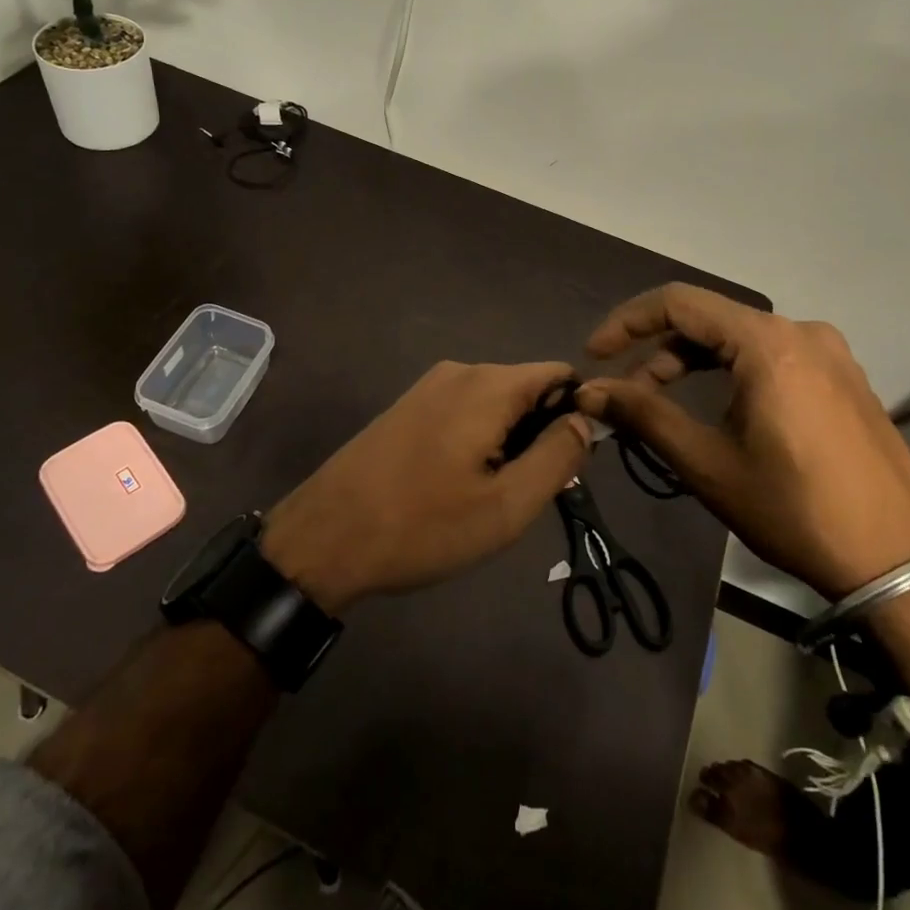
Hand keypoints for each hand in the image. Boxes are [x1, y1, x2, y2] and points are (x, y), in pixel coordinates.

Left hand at [261, 361, 590, 613]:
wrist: (324, 538)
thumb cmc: (422, 525)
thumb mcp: (506, 506)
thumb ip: (557, 457)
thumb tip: (585, 420)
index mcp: (489, 385)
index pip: (560, 374)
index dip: (578, 413)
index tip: (570, 463)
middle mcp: (460, 371)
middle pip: (527, 388)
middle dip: (540, 433)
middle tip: (526, 492)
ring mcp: (428, 386)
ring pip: (495, 404)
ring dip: (508, 442)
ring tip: (489, 496)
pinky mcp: (407, 406)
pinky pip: (464, 411)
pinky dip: (477, 440)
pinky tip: (457, 485)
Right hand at [575, 284, 909, 599]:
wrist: (900, 563)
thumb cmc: (794, 510)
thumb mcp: (707, 463)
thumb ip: (643, 415)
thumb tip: (588, 391)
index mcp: (767, 343)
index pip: (678, 303)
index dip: (627, 322)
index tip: (595, 355)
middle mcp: (801, 332)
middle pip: (709, 320)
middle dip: (659, 352)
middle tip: (625, 391)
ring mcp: (830, 353)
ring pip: (740, 339)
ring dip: (694, 363)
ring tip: (663, 402)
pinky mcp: (844, 377)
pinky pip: (773, 356)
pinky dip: (732, 372)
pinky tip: (719, 408)